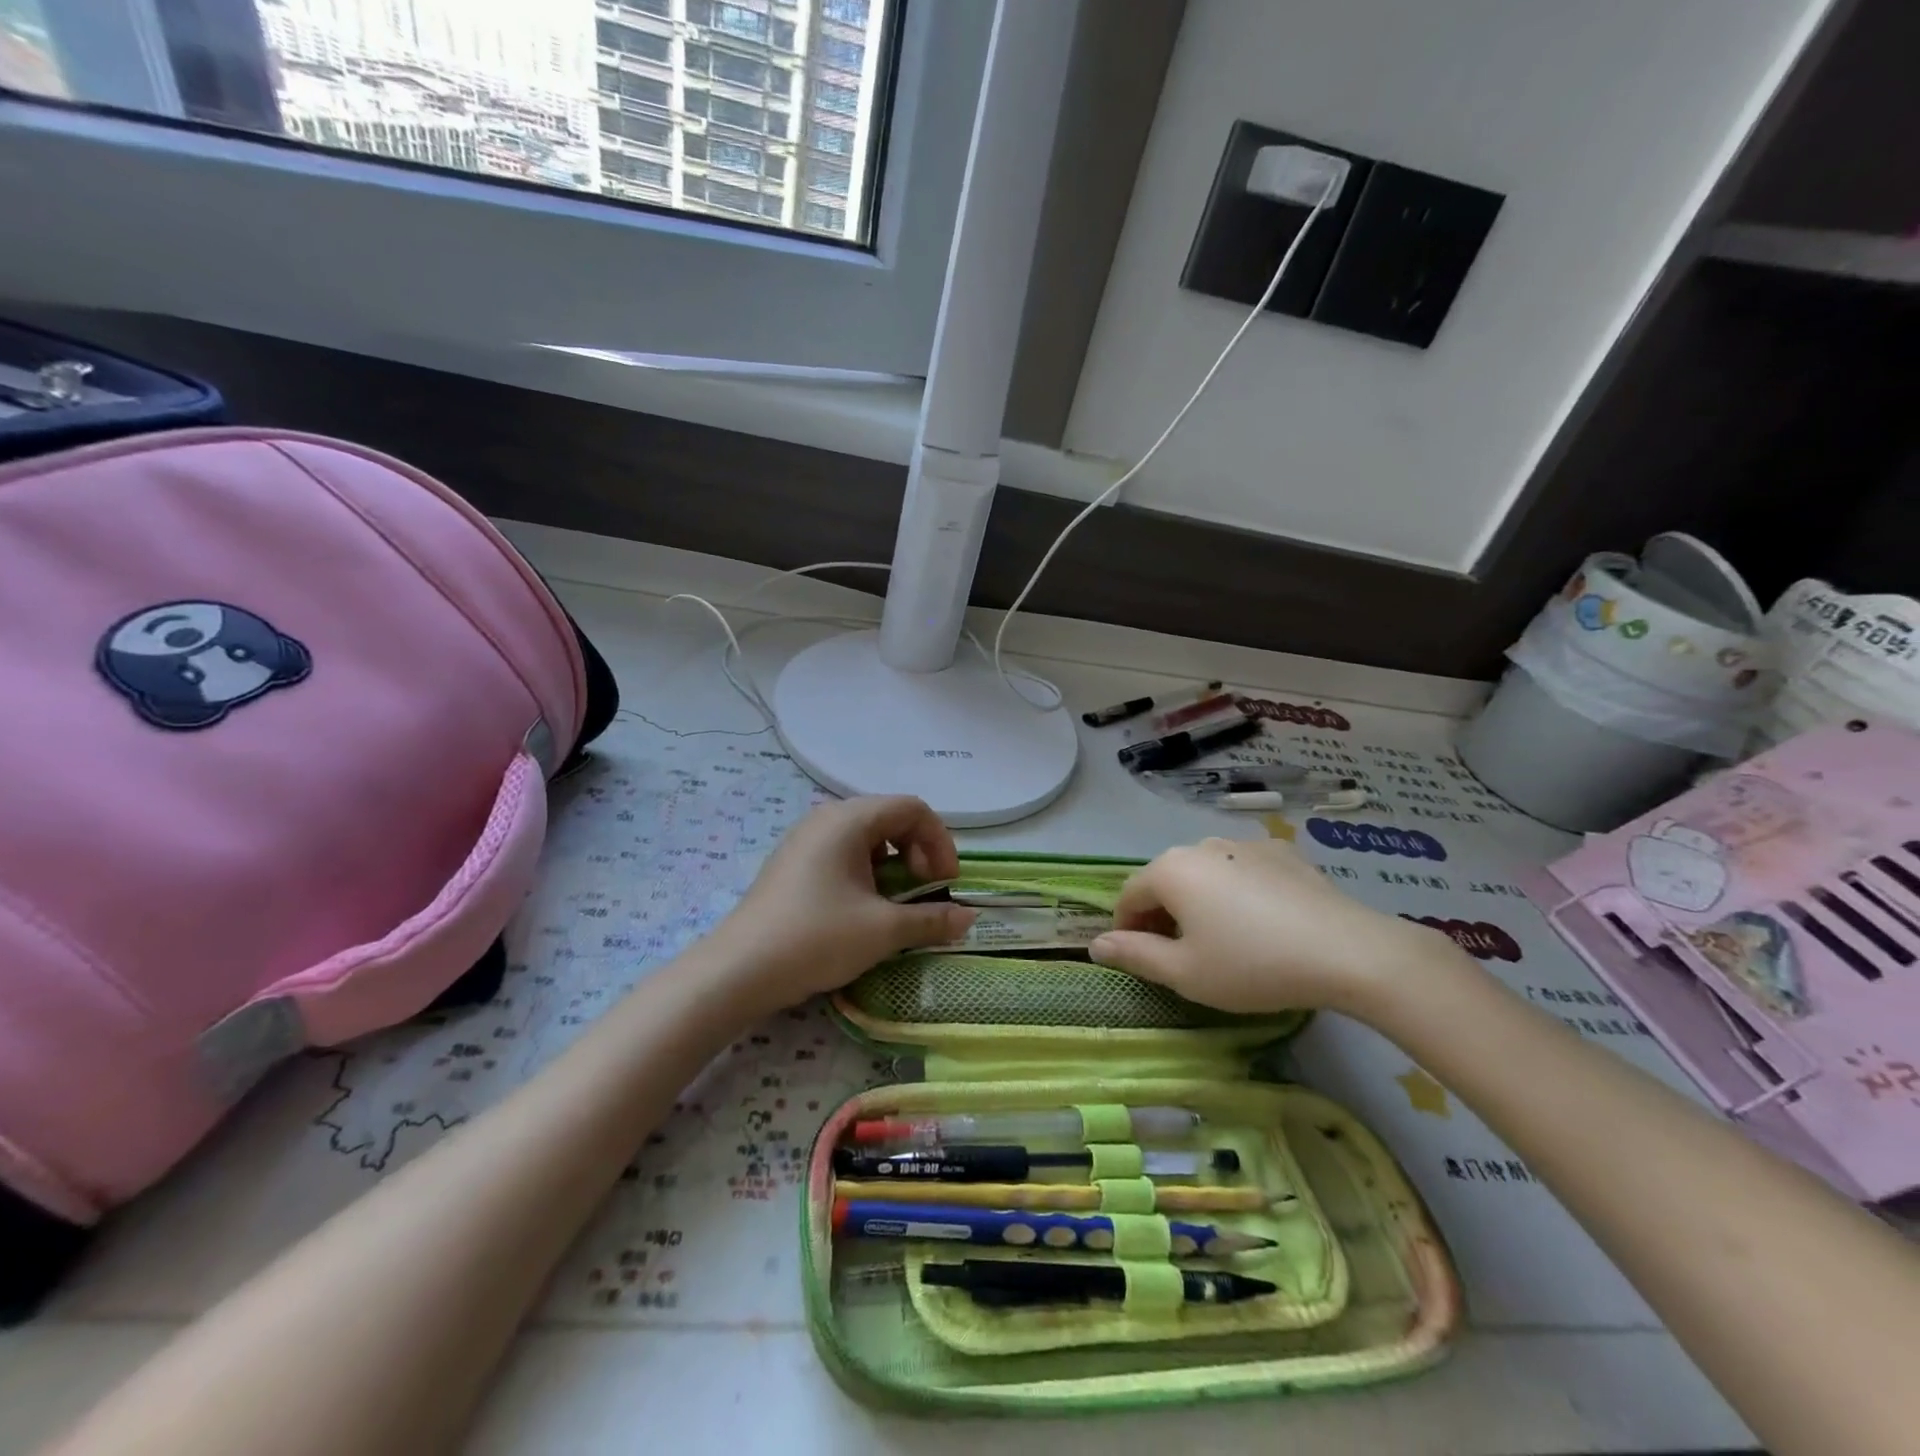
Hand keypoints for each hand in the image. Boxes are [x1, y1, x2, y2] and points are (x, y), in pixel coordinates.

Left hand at [709, 796, 974, 1011]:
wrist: (739, 970)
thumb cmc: (817, 938)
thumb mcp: (883, 930)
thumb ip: (931, 920)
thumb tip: (969, 918)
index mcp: (849, 819)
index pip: (912, 809)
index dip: (940, 842)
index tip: (946, 883)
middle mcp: (826, 818)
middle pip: (890, 817)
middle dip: (918, 851)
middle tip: (926, 890)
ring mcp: (805, 839)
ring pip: (866, 837)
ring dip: (893, 863)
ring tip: (896, 902)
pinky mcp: (792, 863)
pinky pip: (842, 853)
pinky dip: (866, 872)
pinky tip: (863, 908)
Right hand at [1089, 837, 1462, 1015]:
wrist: (1347, 951)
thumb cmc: (1252, 965)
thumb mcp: (1185, 972)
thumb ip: (1135, 955)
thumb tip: (1096, 945)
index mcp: (1170, 870)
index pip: (1129, 895)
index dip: (1126, 928)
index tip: (1139, 958)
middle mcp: (1201, 845)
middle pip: (1166, 879)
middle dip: (1162, 913)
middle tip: (1179, 954)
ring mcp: (1244, 843)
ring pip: (1205, 871)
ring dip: (1199, 899)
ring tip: (1222, 936)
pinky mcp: (1282, 851)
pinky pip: (1243, 868)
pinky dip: (1237, 890)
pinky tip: (1261, 920)